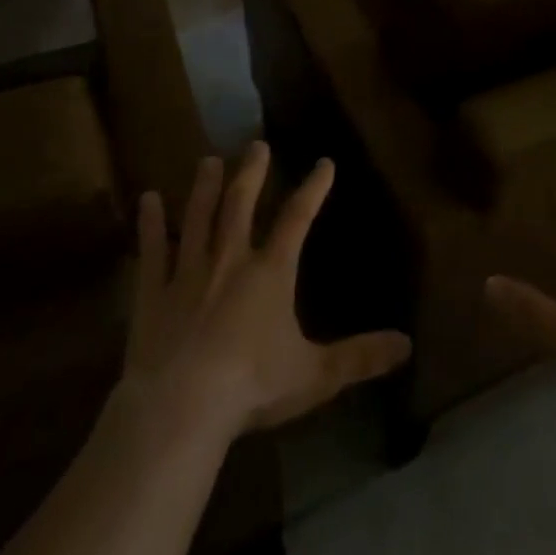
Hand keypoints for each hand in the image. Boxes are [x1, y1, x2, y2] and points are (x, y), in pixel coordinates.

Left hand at [122, 141, 411, 438]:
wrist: (180, 409)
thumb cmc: (251, 387)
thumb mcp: (315, 375)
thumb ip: (360, 357)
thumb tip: (408, 345)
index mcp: (270, 272)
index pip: (297, 218)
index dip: (313, 188)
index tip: (324, 162)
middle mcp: (230, 260)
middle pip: (241, 204)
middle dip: (251, 173)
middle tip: (256, 144)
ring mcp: (188, 273)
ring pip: (198, 218)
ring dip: (204, 188)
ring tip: (208, 160)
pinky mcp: (152, 294)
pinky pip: (152, 251)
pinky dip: (150, 224)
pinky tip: (147, 198)